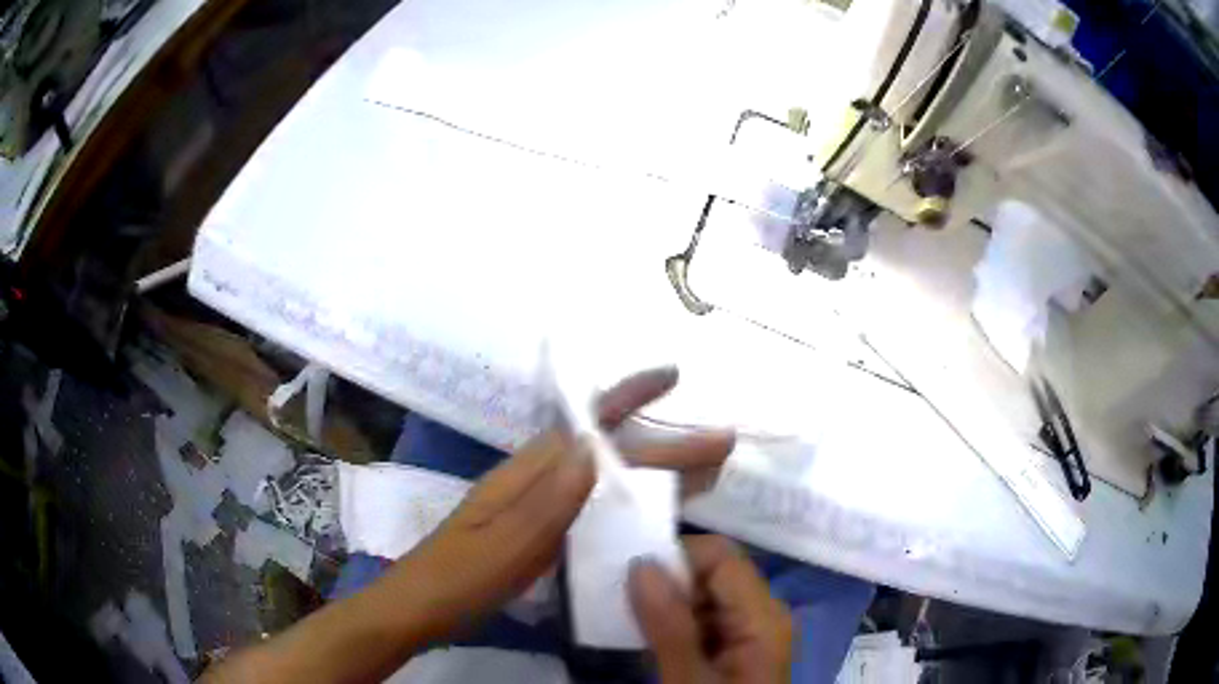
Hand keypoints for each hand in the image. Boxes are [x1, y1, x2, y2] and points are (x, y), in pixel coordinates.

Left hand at [390, 367, 734, 642]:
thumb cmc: (459, 576)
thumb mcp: (504, 544)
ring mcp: (537, 507)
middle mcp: (536, 481)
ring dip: (653, 473)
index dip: (629, 395)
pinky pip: (595, 507)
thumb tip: (594, 445)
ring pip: (606, 479)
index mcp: (528, 474)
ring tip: (701, 478)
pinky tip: (647, 517)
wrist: (421, 606)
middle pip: (608, 453)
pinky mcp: (538, 533)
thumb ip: (548, 500)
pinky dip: (629, 503)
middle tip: (720, 448)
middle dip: (665, 445)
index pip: (586, 424)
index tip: (673, 375)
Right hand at [630, 535, 793, 682]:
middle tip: (619, 599)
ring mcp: (749, 630)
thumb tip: (640, 564)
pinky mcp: (734, 645)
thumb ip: (669, 626)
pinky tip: (646, 636)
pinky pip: (702, 616)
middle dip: (665, 579)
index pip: (720, 557)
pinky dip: (670, 619)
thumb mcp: (689, 682)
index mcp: (762, 616)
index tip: (629, 578)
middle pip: (713, 572)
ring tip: (625, 617)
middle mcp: (761, 613)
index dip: (676, 558)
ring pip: (703, 593)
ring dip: (663, 600)